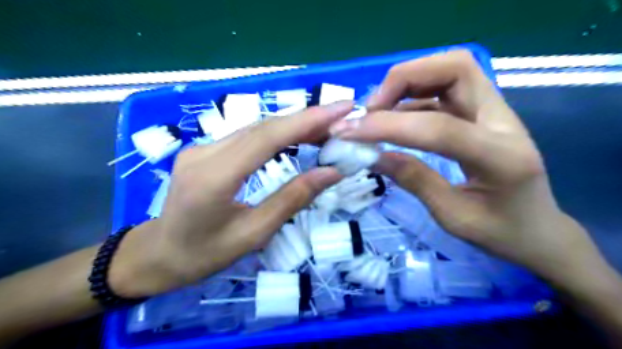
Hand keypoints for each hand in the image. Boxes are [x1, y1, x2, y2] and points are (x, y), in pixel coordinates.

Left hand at [106, 101, 348, 296]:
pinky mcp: (204, 150)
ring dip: (293, 124)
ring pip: (255, 128)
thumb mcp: (254, 233)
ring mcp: (201, 148)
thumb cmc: (205, 254)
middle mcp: (204, 153)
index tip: (341, 110)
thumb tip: (331, 173)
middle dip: (306, 118)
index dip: (306, 120)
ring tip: (326, 127)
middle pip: (263, 127)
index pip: (267, 138)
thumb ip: (292, 199)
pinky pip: (246, 136)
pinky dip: (276, 133)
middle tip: (341, 116)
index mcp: (214, 178)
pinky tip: (296, 135)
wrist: (159, 254)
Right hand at [330, 49, 607, 289]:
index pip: (438, 127)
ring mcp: (495, 112)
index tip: (350, 132)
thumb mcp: (453, 217)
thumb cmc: (500, 232)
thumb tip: (374, 156)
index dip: (389, 126)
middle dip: (404, 79)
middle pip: (456, 67)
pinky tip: (394, 119)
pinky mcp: (482, 113)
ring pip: (450, 69)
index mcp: (501, 157)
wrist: (537, 230)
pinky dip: (412, 97)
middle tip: (371, 109)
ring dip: (407, 82)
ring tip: (377, 111)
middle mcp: (503, 120)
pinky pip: (444, 90)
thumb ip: (415, 181)